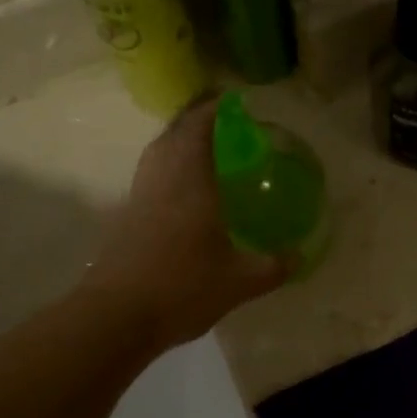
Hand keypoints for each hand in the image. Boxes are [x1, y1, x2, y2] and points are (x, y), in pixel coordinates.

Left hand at [85, 96, 288, 348]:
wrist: (117, 317)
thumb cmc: (183, 290)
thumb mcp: (240, 282)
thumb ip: (273, 267)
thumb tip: (299, 256)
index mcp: (191, 183)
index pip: (199, 128)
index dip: (214, 108)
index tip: (232, 100)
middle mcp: (161, 180)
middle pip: (173, 134)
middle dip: (195, 120)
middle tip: (222, 123)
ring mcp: (139, 198)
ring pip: (157, 154)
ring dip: (177, 143)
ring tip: (202, 150)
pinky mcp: (125, 218)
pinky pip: (150, 177)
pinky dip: (167, 170)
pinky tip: (182, 192)